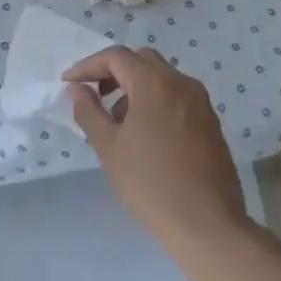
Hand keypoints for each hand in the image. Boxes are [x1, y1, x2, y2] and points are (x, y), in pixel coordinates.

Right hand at [65, 46, 251, 256]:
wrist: (207, 224)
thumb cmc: (150, 183)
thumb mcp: (108, 147)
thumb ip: (89, 111)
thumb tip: (78, 89)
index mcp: (154, 84)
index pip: (116, 57)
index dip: (88, 66)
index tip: (69, 84)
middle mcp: (181, 83)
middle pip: (141, 60)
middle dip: (112, 72)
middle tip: (93, 94)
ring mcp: (201, 102)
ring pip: (161, 77)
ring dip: (134, 86)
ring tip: (116, 119)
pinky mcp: (210, 121)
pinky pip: (176, 95)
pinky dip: (154, 100)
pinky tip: (144, 132)